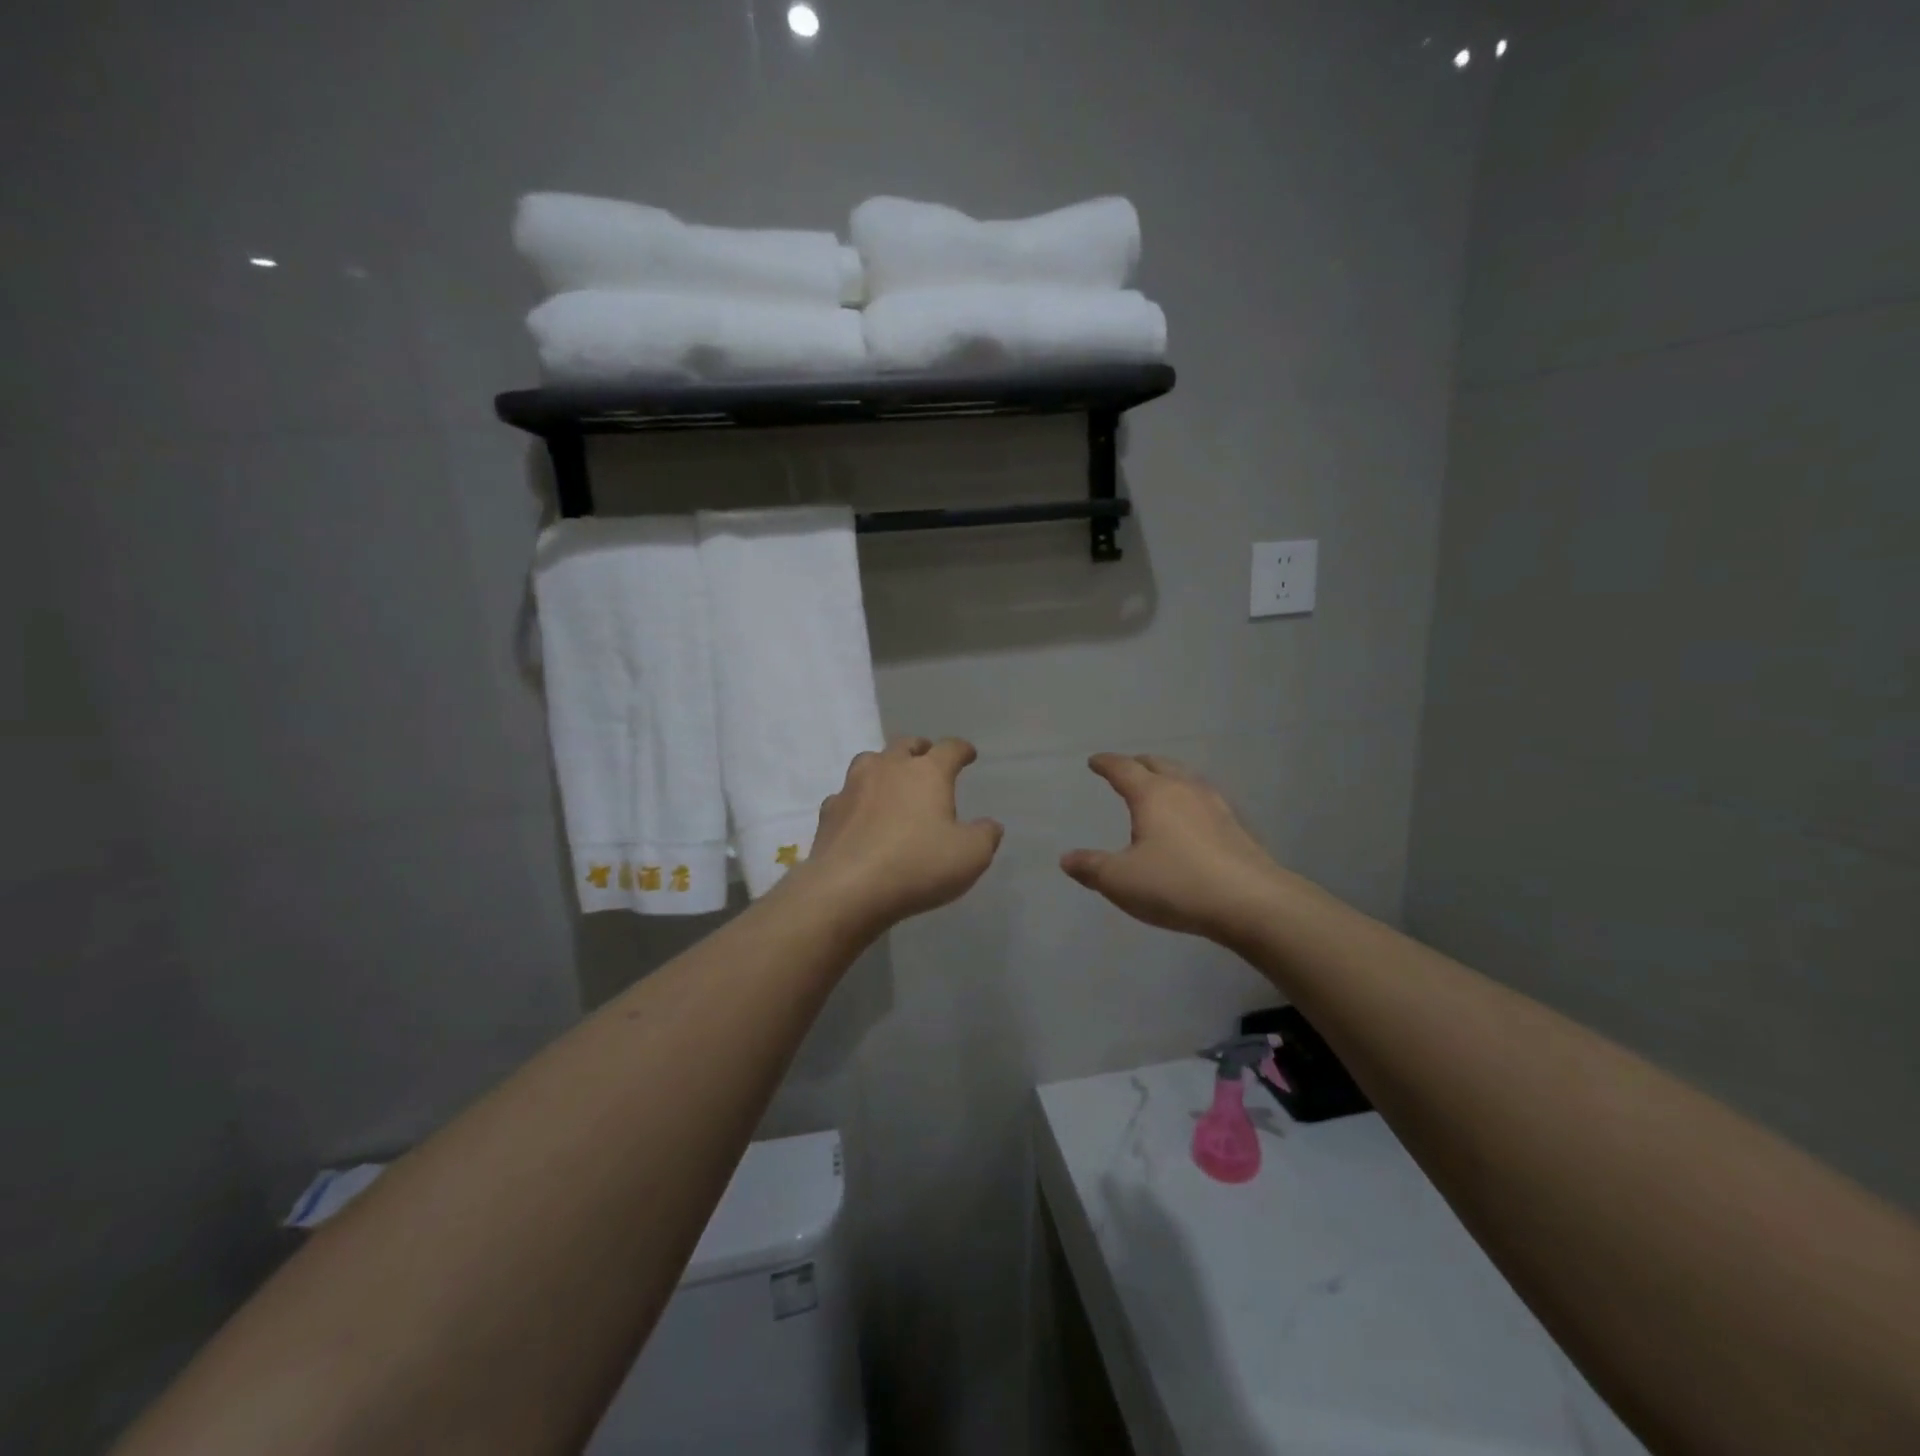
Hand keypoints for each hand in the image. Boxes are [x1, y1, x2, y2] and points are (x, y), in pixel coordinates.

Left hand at [797, 737, 1003, 930]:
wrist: (847, 889)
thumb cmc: (917, 866)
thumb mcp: (970, 856)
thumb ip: (984, 836)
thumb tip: (989, 825)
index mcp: (927, 772)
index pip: (949, 749)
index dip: (962, 750)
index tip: (968, 754)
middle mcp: (888, 768)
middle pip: (905, 745)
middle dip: (920, 750)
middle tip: (927, 759)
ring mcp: (853, 787)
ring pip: (870, 761)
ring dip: (884, 766)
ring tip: (891, 781)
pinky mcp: (829, 811)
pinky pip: (846, 795)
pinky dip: (857, 800)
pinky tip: (860, 815)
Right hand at [1061, 753, 1282, 943]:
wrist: (1251, 902)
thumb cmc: (1176, 884)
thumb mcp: (1121, 880)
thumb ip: (1091, 867)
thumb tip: (1067, 858)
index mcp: (1152, 795)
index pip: (1123, 769)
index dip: (1106, 763)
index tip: (1094, 761)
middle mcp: (1184, 790)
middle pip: (1158, 765)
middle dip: (1139, 764)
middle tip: (1127, 768)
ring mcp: (1215, 806)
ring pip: (1186, 778)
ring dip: (1168, 777)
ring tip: (1159, 787)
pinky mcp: (1236, 827)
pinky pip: (1204, 800)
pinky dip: (1189, 799)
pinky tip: (1192, 818)